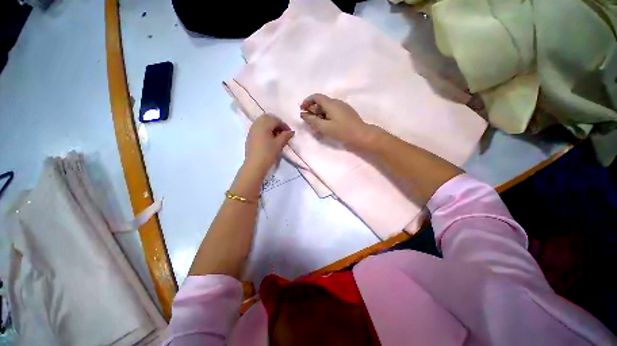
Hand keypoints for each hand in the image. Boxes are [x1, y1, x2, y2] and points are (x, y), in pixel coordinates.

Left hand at [244, 114, 293, 175]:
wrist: (254, 165)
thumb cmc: (268, 154)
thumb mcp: (279, 144)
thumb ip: (285, 136)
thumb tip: (291, 131)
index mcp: (263, 125)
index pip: (276, 120)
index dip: (284, 125)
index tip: (289, 133)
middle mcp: (256, 124)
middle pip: (268, 118)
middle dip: (277, 123)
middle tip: (283, 132)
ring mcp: (252, 130)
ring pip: (262, 122)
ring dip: (271, 126)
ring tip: (277, 136)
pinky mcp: (250, 137)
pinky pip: (258, 128)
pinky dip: (265, 130)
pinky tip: (270, 139)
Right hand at [300, 94, 375, 149]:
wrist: (361, 135)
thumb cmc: (342, 131)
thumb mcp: (324, 127)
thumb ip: (312, 120)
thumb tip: (303, 114)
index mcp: (331, 103)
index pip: (316, 97)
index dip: (307, 101)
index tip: (302, 109)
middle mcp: (336, 103)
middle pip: (321, 103)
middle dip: (312, 111)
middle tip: (308, 122)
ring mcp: (342, 108)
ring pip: (327, 109)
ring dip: (319, 116)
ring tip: (315, 127)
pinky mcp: (346, 114)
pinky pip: (333, 113)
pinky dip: (326, 118)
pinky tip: (325, 127)